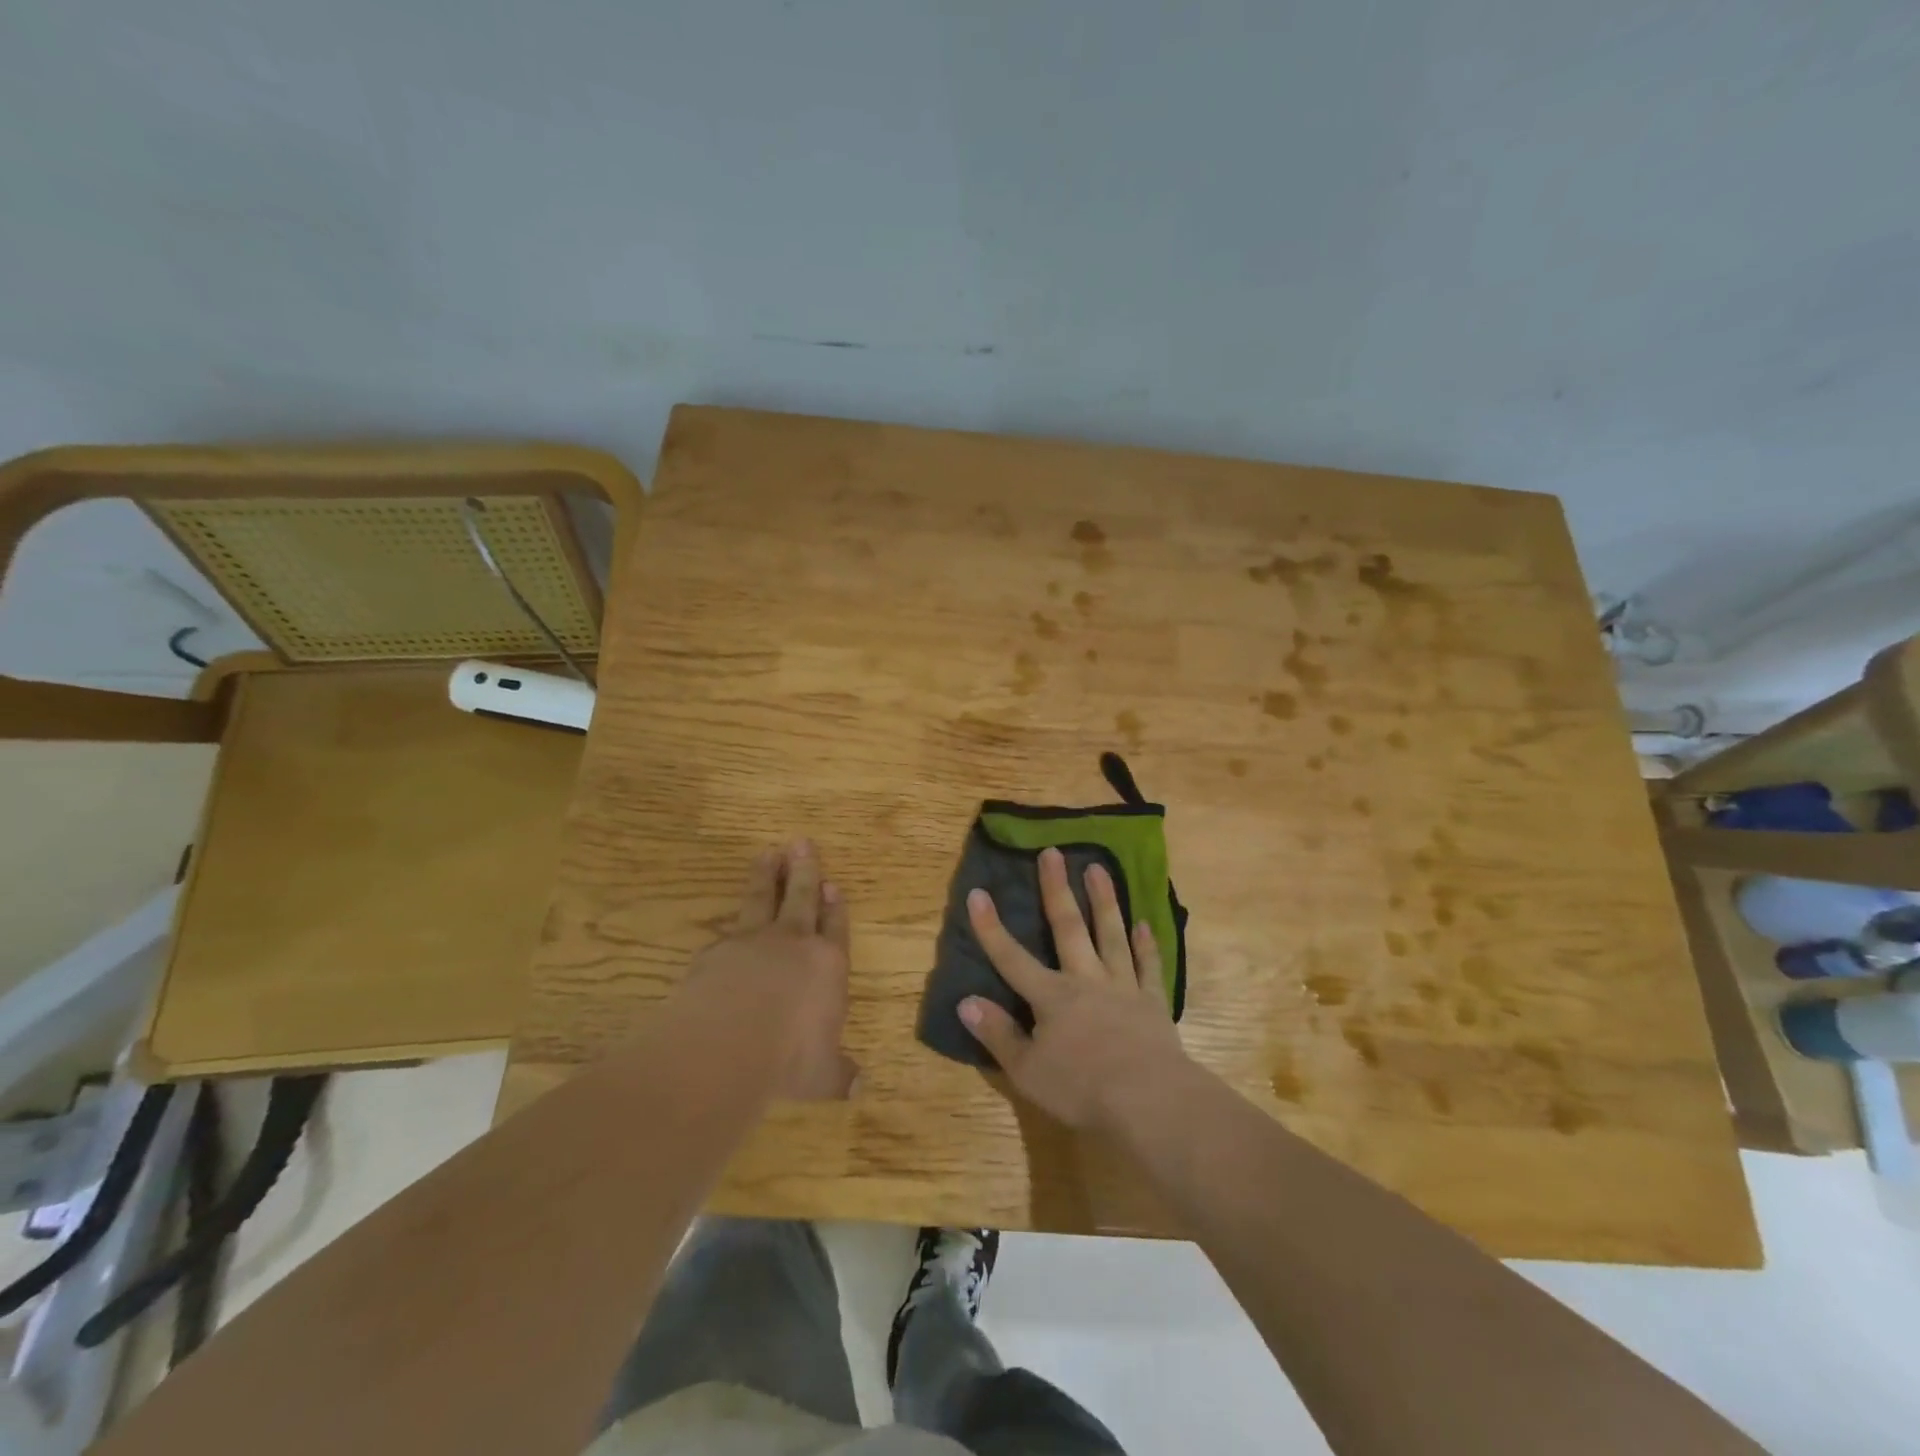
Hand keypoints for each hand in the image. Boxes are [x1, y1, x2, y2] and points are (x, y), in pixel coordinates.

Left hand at [686, 840, 856, 1100]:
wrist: (727, 1042)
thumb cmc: (789, 1056)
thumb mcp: (822, 1075)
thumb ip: (838, 1076)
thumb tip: (860, 1088)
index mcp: (827, 965)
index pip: (834, 927)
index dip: (834, 907)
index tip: (833, 885)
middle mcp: (792, 944)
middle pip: (801, 897)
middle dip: (804, 871)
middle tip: (802, 844)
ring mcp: (751, 943)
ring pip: (762, 899)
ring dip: (767, 876)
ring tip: (768, 853)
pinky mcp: (715, 952)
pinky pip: (728, 929)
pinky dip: (732, 922)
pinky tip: (728, 921)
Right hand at [960, 846, 1190, 1131]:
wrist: (1150, 1101)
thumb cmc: (1082, 1088)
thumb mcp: (1027, 1071)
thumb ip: (998, 1035)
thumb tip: (965, 1002)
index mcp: (1051, 997)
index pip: (1012, 958)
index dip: (991, 928)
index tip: (977, 893)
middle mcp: (1085, 980)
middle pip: (1068, 928)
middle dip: (1056, 889)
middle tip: (1053, 852)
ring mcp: (1122, 987)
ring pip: (1111, 935)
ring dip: (1104, 901)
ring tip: (1099, 868)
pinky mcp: (1152, 1002)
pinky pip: (1148, 966)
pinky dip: (1146, 945)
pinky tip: (1144, 924)